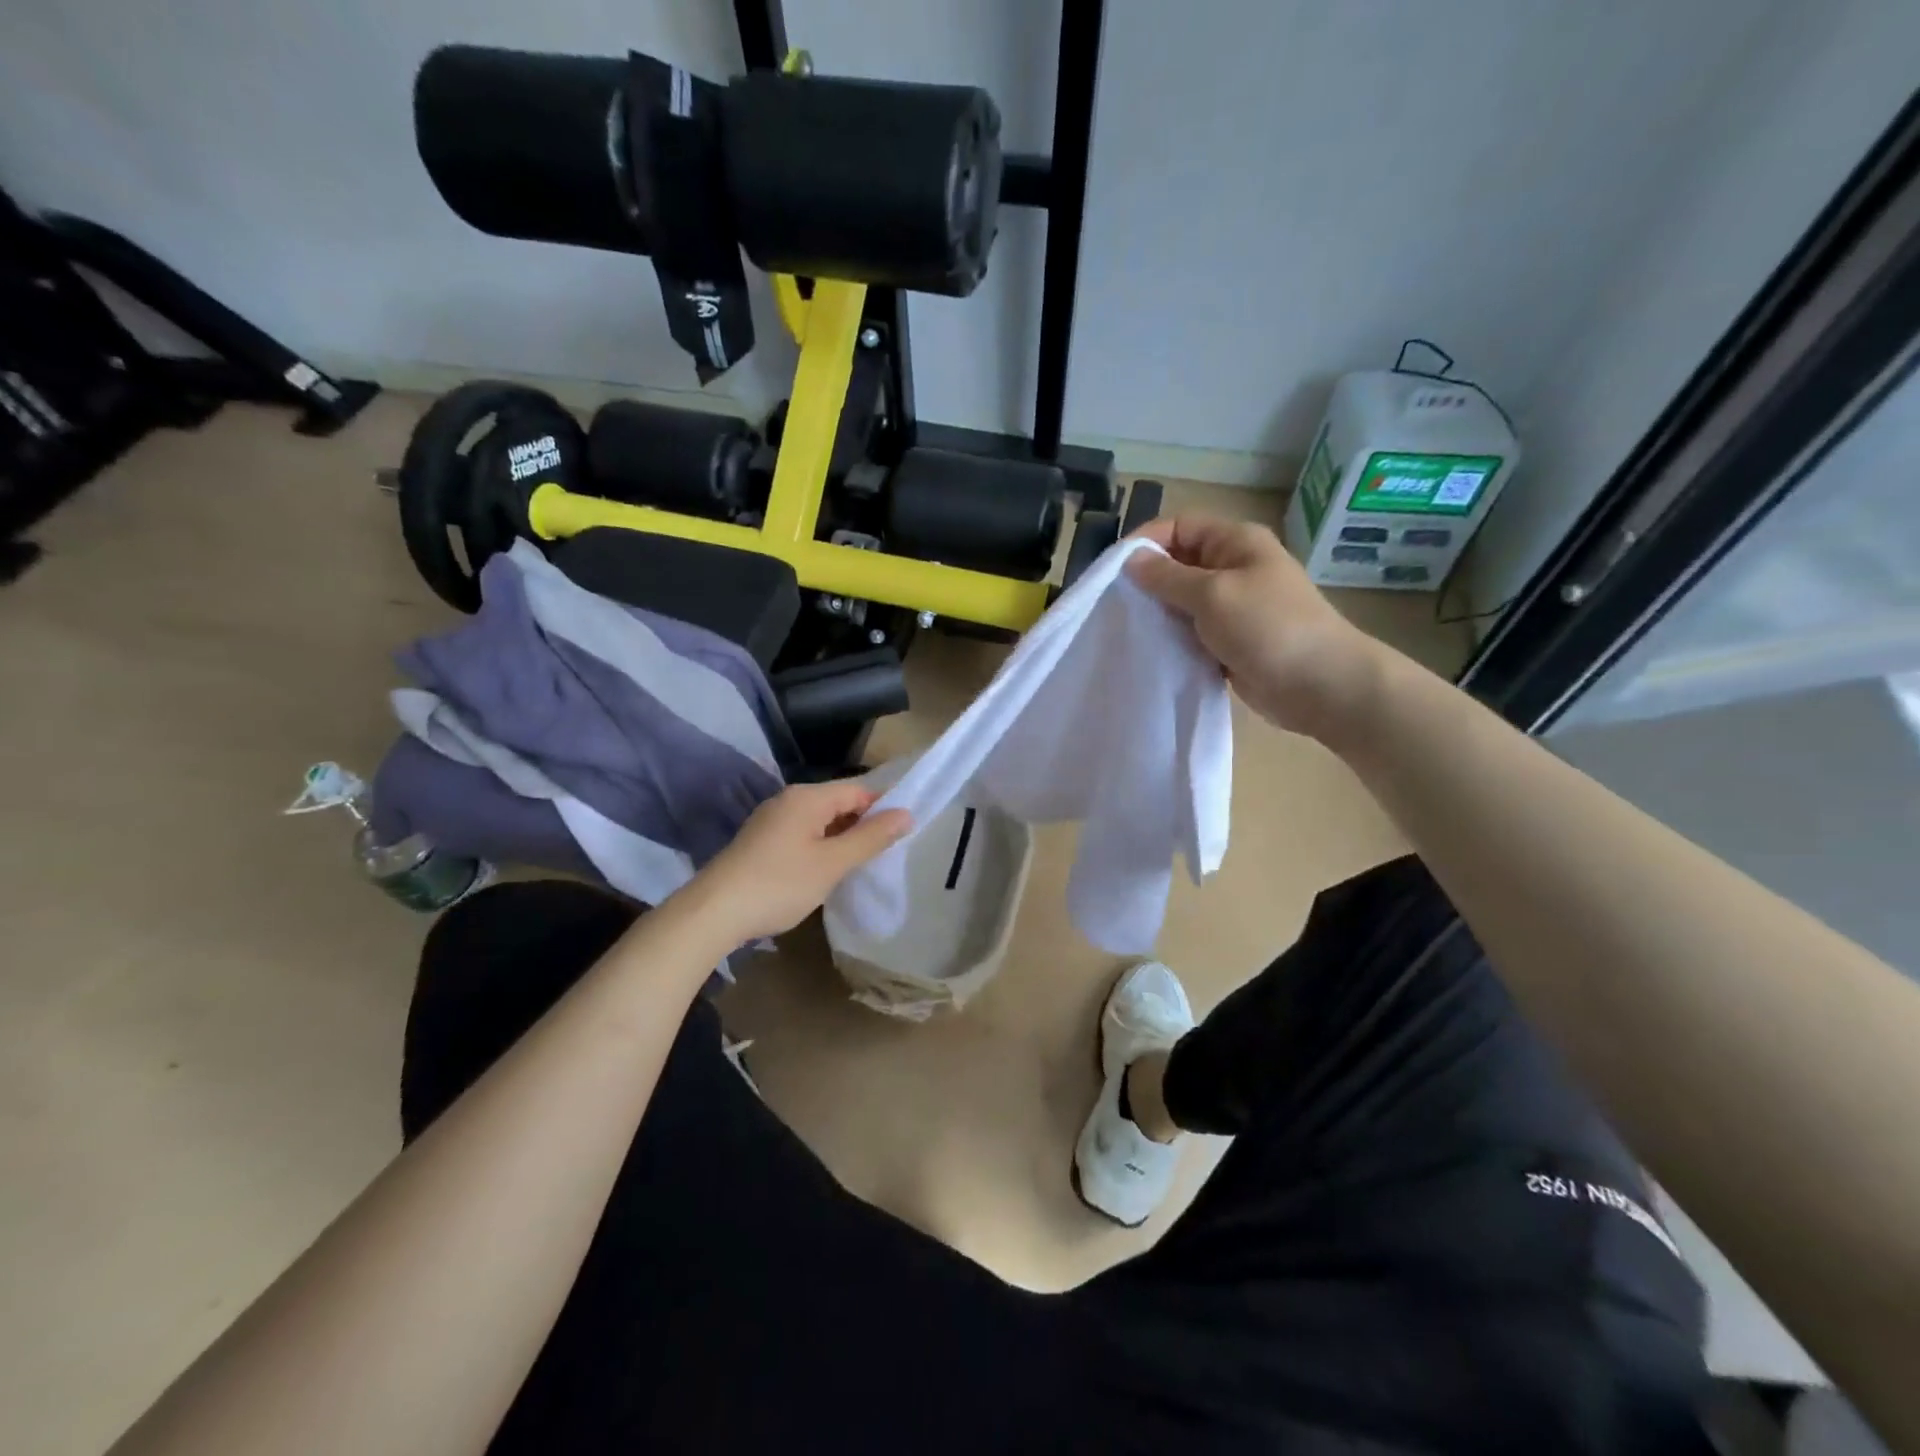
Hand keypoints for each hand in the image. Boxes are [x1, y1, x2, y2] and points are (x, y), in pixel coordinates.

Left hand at [684, 781, 911, 942]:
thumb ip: (870, 838)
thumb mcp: (832, 863)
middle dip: (863, 827)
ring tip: (860, 867)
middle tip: (885, 856)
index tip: (902, 836)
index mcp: (808, 798)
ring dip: (841, 840)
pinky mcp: (760, 842)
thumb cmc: (779, 884)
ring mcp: (771, 821)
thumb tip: (906, 814)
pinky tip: (825, 874)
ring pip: (820, 822)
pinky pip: (802, 836)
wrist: (712, 913)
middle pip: (838, 804)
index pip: (858, 791)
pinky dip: (820, 849)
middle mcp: (788, 800)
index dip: (883, 810)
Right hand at [1127, 515, 1385, 743]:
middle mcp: (1233, 568)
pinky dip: (1173, 639)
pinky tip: (1151, 651)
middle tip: (1113, 605)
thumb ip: (1168, 577)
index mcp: (1235, 543)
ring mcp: (1233, 607)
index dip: (1145, 542)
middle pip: (1179, 564)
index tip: (1112, 571)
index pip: (1179, 527)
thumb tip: (1131, 560)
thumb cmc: (1268, 627)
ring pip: (1183, 601)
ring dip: (1158, 614)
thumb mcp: (1212, 595)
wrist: (1320, 685)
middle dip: (1147, 581)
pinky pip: (1192, 632)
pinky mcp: (1231, 641)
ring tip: (1126, 629)